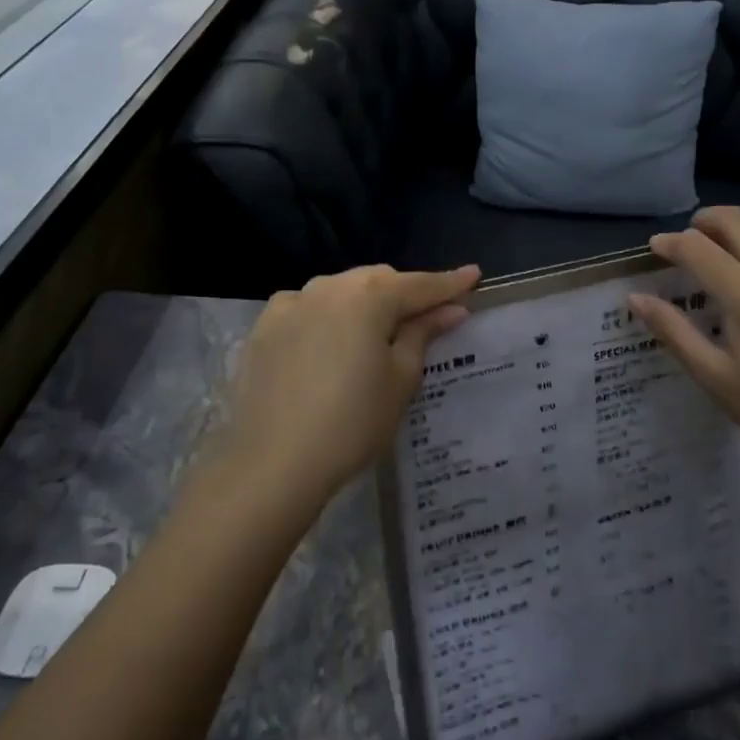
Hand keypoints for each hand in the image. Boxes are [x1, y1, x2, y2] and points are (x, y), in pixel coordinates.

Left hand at [227, 263, 479, 501]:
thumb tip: (450, 309)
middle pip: (379, 280)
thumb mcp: (400, 380)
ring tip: (377, 329)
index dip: (450, 283)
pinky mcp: (265, 326)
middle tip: (427, 314)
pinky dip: (326, 314)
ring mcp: (292, 303)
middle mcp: (329, 287)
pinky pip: (307, 307)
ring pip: (341, 289)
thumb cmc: (351, 423)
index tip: (474, 275)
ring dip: (365, 301)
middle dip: (405, 292)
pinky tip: (329, 338)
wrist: (271, 464)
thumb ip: (423, 334)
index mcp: (369, 296)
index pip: (420, 285)